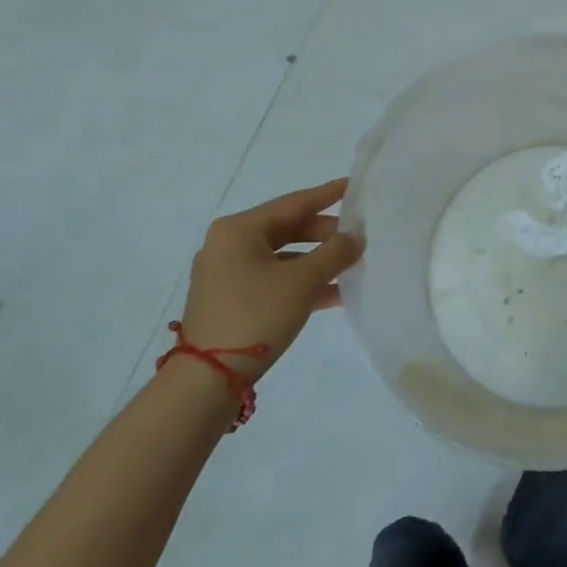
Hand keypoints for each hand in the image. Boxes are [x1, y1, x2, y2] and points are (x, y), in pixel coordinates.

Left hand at [179, 178, 362, 377]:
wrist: (207, 381)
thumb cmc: (255, 315)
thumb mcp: (302, 281)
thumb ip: (335, 253)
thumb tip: (357, 237)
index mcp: (238, 230)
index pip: (293, 203)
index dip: (327, 195)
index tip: (353, 185)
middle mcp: (229, 245)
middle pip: (288, 229)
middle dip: (325, 235)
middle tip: (359, 237)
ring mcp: (227, 275)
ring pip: (283, 258)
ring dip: (317, 262)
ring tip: (352, 266)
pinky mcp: (231, 301)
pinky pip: (274, 280)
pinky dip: (302, 283)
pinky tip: (334, 294)